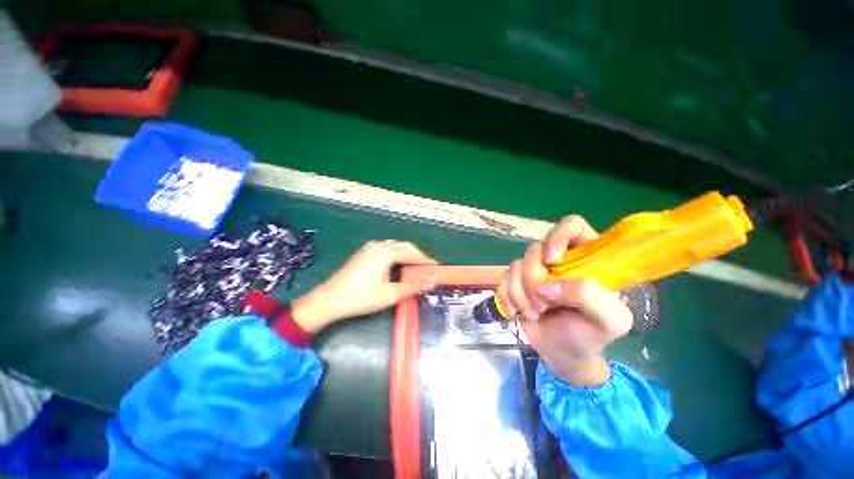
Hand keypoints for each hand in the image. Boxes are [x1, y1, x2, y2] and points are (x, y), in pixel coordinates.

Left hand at [292, 240, 437, 333]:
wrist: (329, 299)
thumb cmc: (361, 298)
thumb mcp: (390, 294)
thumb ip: (413, 286)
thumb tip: (433, 281)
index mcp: (385, 252)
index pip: (412, 254)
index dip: (426, 260)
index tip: (437, 267)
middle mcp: (379, 245)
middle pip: (405, 246)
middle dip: (418, 256)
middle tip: (427, 268)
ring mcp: (370, 247)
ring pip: (395, 246)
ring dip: (407, 255)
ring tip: (416, 268)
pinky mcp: (364, 252)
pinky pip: (387, 248)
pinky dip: (397, 255)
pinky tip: (399, 265)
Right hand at [496, 216, 631, 385]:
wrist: (563, 354)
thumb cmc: (590, 335)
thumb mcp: (610, 321)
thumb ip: (590, 296)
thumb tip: (547, 286)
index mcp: (586, 258)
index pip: (572, 226)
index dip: (558, 237)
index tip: (552, 261)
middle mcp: (558, 259)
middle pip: (535, 249)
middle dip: (533, 280)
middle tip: (542, 307)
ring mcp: (534, 270)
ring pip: (516, 265)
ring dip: (520, 293)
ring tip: (533, 314)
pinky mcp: (516, 281)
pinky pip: (502, 277)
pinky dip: (506, 296)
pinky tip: (515, 312)